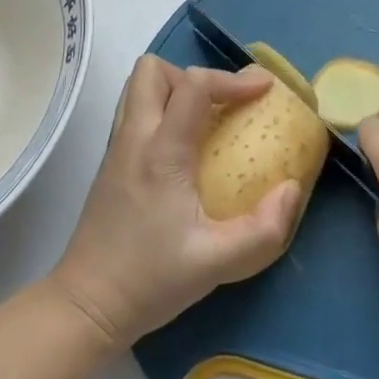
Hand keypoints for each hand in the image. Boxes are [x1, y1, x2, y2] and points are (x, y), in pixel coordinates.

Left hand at [49, 56, 302, 348]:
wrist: (86, 307)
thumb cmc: (150, 281)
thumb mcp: (217, 263)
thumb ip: (263, 229)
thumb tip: (292, 189)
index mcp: (161, 152)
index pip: (193, 85)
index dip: (232, 79)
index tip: (264, 91)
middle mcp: (134, 138)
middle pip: (153, 71)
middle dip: (194, 77)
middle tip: (222, 106)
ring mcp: (116, 148)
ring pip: (137, 87)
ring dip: (174, 90)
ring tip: (204, 121)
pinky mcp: (110, 163)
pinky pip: (135, 112)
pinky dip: (162, 111)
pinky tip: (184, 149)